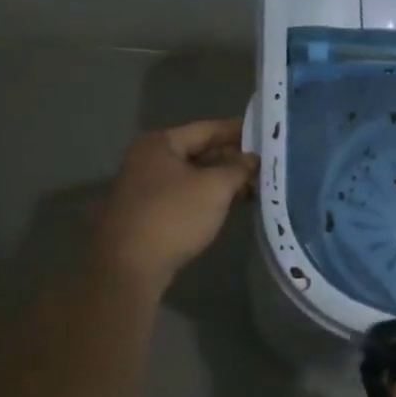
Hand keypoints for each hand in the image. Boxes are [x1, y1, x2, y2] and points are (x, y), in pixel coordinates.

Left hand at [92, 119, 257, 291]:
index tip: (266, 133)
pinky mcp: (150, 213)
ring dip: (224, 180)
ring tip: (258, 184)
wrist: (129, 268)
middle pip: (200, 151)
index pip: (208, 129)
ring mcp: (147, 187)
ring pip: (195, 176)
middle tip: (266, 162)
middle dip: (233, 158)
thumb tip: (253, 159)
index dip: (238, 130)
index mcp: (160, 144)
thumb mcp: (214, 188)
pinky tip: (234, 203)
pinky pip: (187, 196)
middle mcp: (149, 159)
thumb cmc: (173, 216)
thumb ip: (238, 168)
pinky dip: (210, 197)